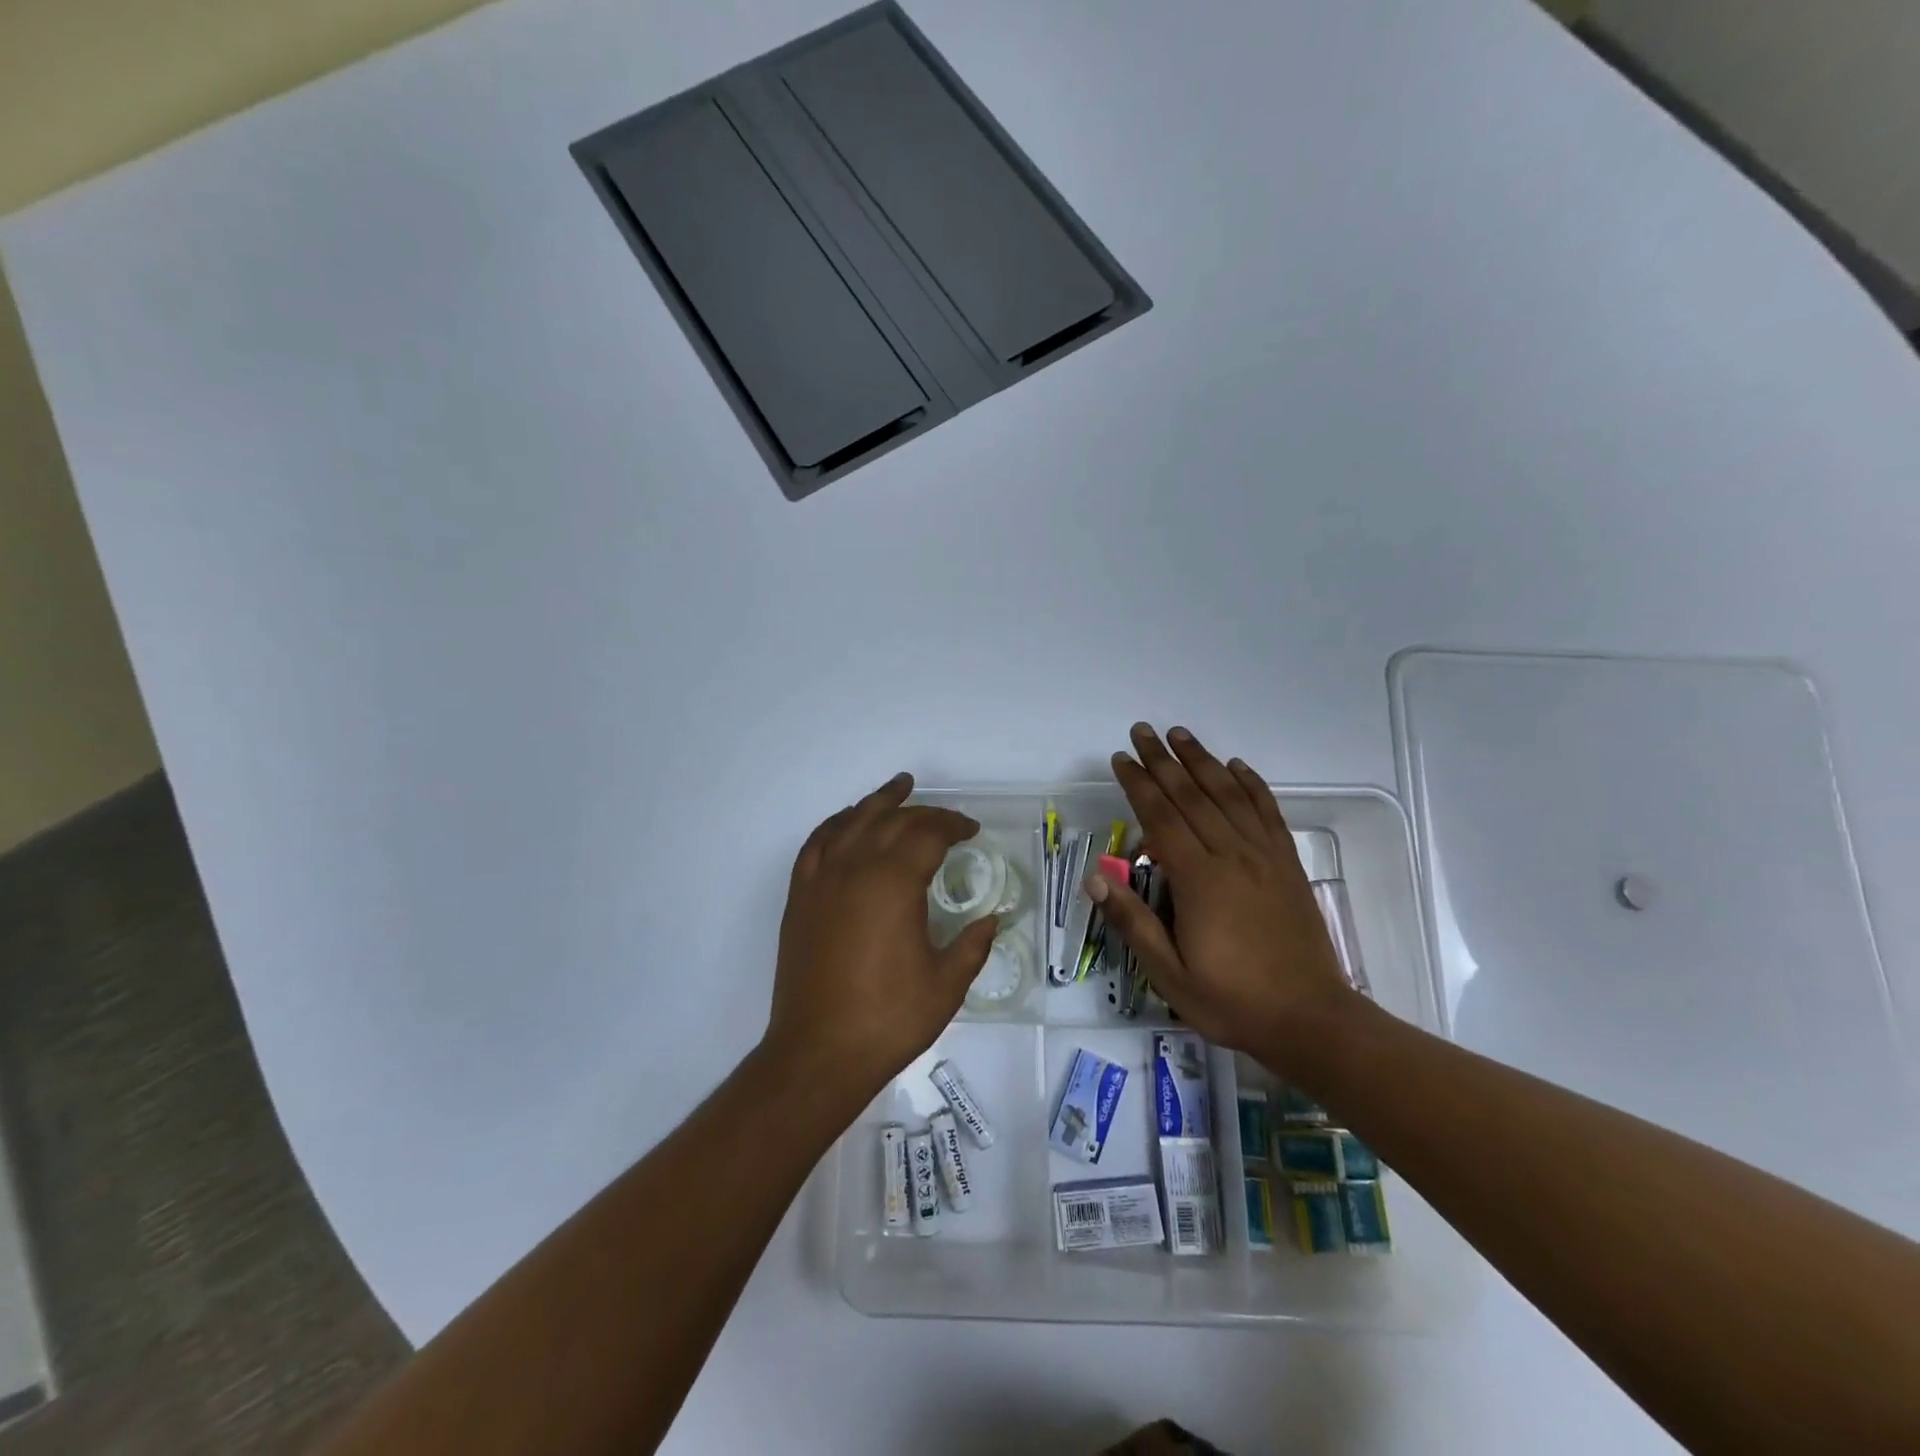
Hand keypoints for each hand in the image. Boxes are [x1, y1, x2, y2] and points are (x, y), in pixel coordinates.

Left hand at [766, 773, 998, 1103]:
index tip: (971, 830)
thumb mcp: (947, 984)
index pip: (927, 834)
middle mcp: (856, 868)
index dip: (953, 825)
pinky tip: (847, 823)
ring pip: (852, 821)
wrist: (819, 1052)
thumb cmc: (889, 1019)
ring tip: (899, 787)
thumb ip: (974, 944)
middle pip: (892, 821)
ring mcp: (822, 880)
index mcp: (894, 883)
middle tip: (948, 820)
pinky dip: (836, 824)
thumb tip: (993, 919)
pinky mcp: (800, 897)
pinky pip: (817, 844)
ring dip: (878, 802)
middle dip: (924, 813)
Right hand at [1087, 724, 1357, 1063]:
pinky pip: (1268, 812)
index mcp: (1199, 881)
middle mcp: (1232, 856)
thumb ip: (1133, 923)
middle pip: (1192, 795)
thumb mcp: (1170, 975)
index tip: (1121, 759)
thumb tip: (1094, 880)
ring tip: (1181, 734)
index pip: (1161, 818)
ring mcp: (1265, 857)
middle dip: (1163, 760)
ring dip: (1202, 761)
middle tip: (1142, 731)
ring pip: (1229, 795)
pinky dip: (1252, 784)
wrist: (1312, 1019)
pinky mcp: (1288, 864)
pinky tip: (1237, 766)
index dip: (1138, 785)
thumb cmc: (1232, 1001)